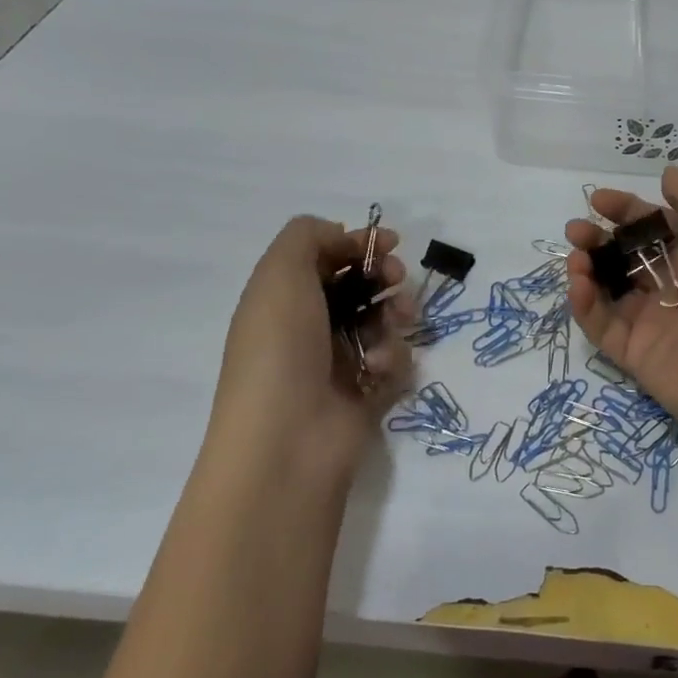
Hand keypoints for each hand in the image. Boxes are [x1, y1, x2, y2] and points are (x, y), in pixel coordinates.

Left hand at [211, 216, 414, 472]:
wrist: (288, 441)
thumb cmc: (281, 349)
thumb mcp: (280, 274)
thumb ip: (308, 236)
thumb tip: (341, 236)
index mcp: (284, 299)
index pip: (328, 258)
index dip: (359, 245)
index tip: (389, 242)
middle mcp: (311, 327)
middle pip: (362, 286)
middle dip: (386, 276)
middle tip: (396, 278)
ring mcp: (340, 362)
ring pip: (385, 320)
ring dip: (395, 314)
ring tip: (397, 323)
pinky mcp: (368, 392)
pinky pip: (396, 360)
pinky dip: (394, 358)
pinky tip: (381, 368)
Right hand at [565, 167, 677, 462]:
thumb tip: (668, 172)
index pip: (655, 226)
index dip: (627, 211)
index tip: (598, 200)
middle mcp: (675, 285)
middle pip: (627, 256)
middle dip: (600, 239)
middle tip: (577, 230)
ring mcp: (653, 321)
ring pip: (609, 289)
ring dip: (588, 269)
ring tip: (576, 257)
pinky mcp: (634, 354)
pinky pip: (602, 325)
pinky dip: (585, 304)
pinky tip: (578, 283)